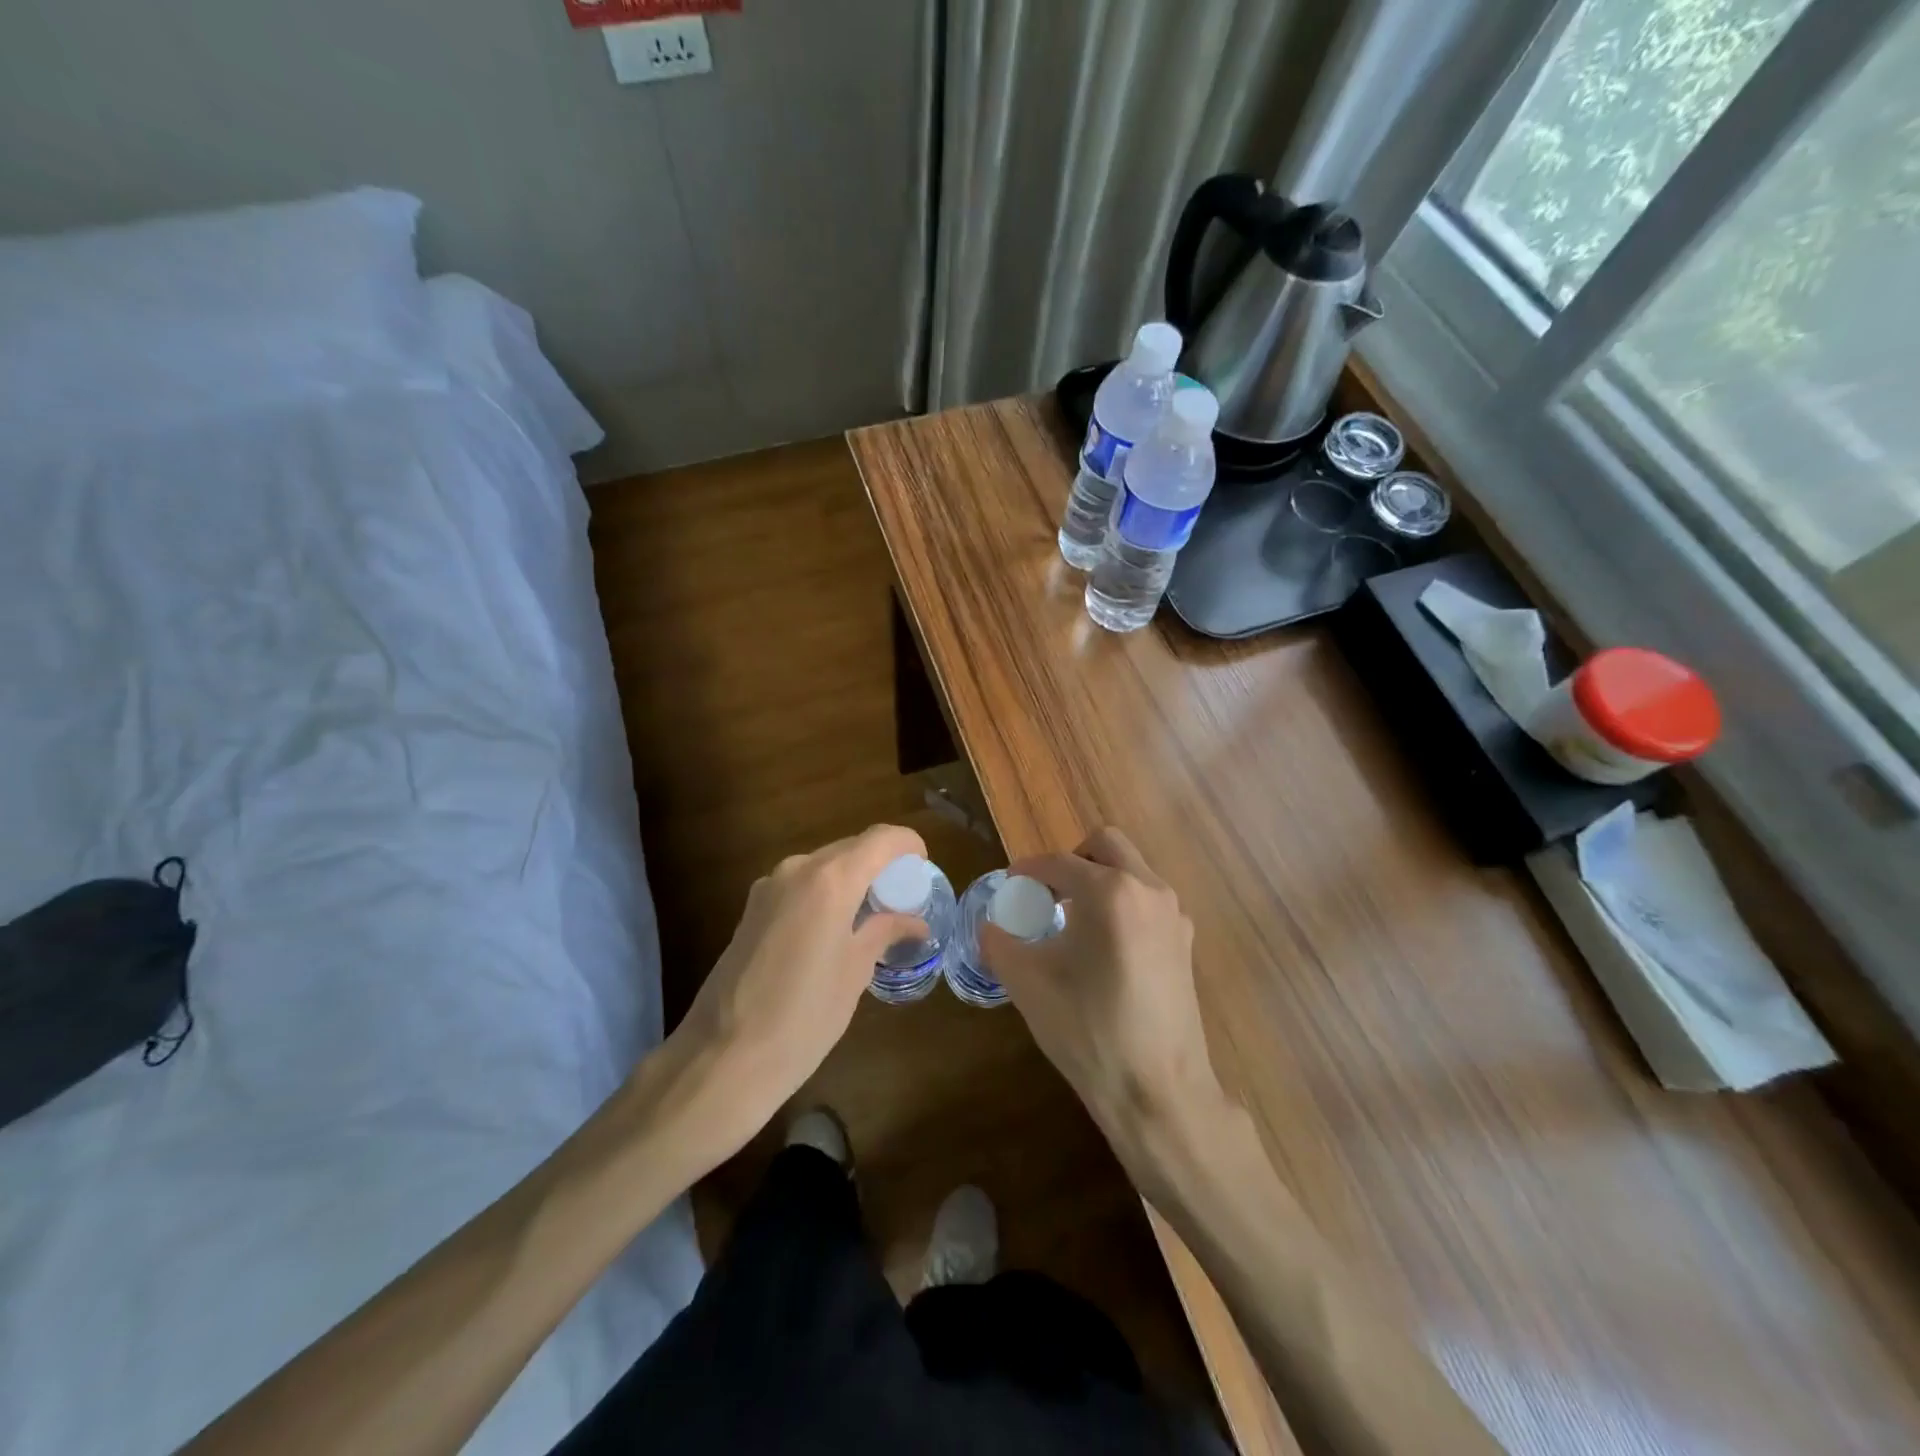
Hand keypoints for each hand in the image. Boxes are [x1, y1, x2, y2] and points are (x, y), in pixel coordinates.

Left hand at [667, 824, 927, 1154]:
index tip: (923, 866)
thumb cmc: (805, 1016)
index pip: (880, 838)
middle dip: (880, 863)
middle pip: (850, 848)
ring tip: (871, 916)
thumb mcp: (855, 972)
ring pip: (823, 865)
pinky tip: (834, 929)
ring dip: (851, 878)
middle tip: (902, 897)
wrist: (724, 1056)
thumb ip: (884, 932)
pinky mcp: (751, 909)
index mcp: (830, 880)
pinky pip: (800, 885)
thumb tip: (914, 921)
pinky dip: (825, 893)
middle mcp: (798, 869)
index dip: (907, 844)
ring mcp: (768, 887)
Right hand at [979, 827, 1228, 1184]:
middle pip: (1106, 846)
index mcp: (1111, 892)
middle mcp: (1149, 890)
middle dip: (1071, 861)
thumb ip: (1000, 944)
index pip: (1059, 863)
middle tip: (1046, 893)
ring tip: (1071, 920)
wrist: (1159, 1092)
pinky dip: (1121, 903)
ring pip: (1131, 870)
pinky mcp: (1185, 942)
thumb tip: (989, 926)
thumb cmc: (1089, 1033)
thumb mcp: (1029, 985)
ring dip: (1099, 880)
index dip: (1028, 870)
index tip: (1009, 885)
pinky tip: (1103, 946)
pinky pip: (1147, 900)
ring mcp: (1174, 915)